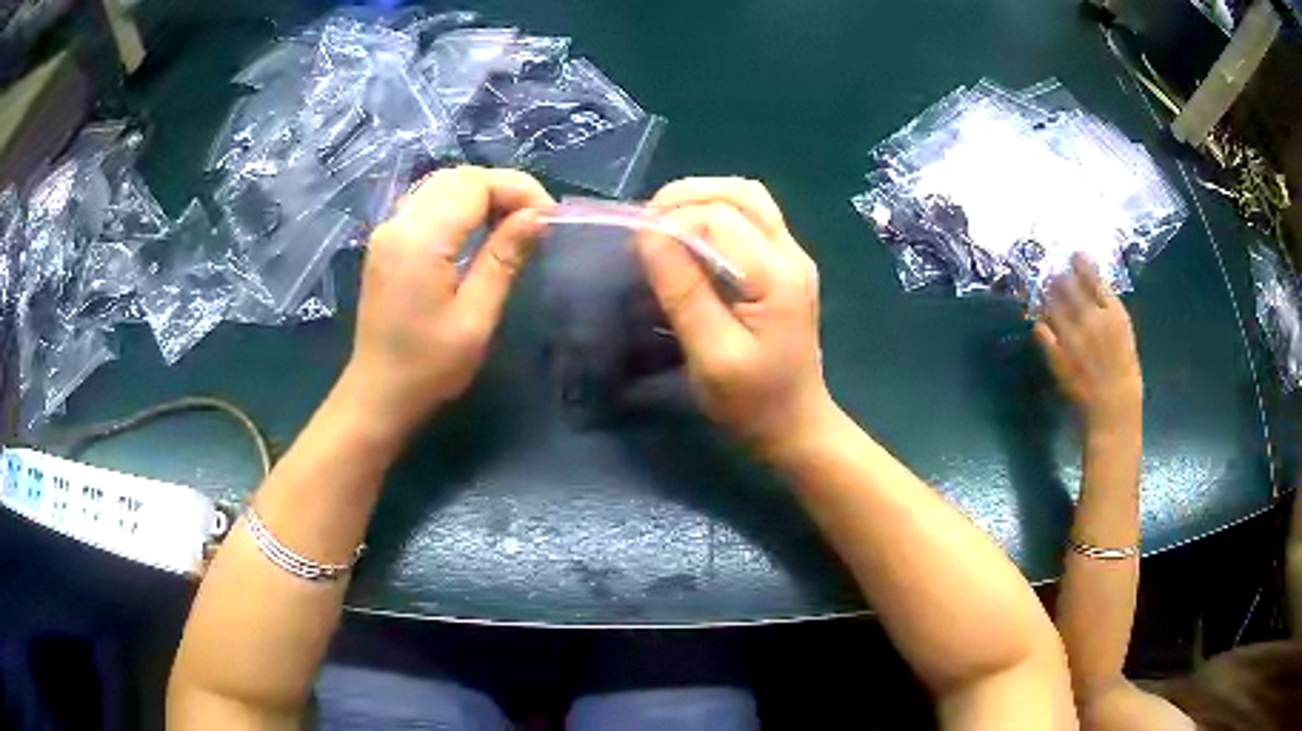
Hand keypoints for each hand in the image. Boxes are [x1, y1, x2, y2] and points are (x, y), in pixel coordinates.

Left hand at [340, 166, 552, 439]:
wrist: (377, 395)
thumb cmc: (428, 368)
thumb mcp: (475, 318)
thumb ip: (503, 258)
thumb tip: (536, 217)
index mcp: (420, 241)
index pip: (474, 184)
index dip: (517, 189)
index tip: (548, 218)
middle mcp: (398, 224)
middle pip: (457, 177)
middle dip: (502, 187)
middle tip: (534, 218)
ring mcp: (387, 231)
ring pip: (441, 185)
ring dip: (481, 193)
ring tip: (512, 221)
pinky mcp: (386, 242)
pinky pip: (427, 203)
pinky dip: (459, 204)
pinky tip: (478, 229)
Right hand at [640, 178, 835, 458]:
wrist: (796, 424)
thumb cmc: (753, 401)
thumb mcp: (712, 355)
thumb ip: (684, 292)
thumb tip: (649, 235)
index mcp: (777, 275)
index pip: (720, 218)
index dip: (673, 221)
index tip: (635, 246)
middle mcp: (791, 253)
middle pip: (741, 193)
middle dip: (686, 196)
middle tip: (646, 223)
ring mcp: (792, 256)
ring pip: (748, 198)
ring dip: (702, 198)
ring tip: (664, 222)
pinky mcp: (784, 265)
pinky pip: (750, 217)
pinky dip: (714, 213)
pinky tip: (690, 237)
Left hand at [1034, 254, 1142, 434]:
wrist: (1113, 411)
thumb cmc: (1124, 374)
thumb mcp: (1124, 334)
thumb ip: (1108, 310)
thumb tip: (1093, 288)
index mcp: (1113, 314)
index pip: (1093, 276)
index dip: (1080, 263)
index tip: (1074, 257)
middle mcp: (1091, 320)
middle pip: (1067, 284)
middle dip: (1059, 277)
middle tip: (1055, 276)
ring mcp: (1072, 337)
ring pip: (1051, 302)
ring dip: (1047, 296)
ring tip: (1045, 293)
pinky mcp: (1057, 355)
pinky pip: (1041, 329)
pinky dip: (1040, 322)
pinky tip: (1041, 321)